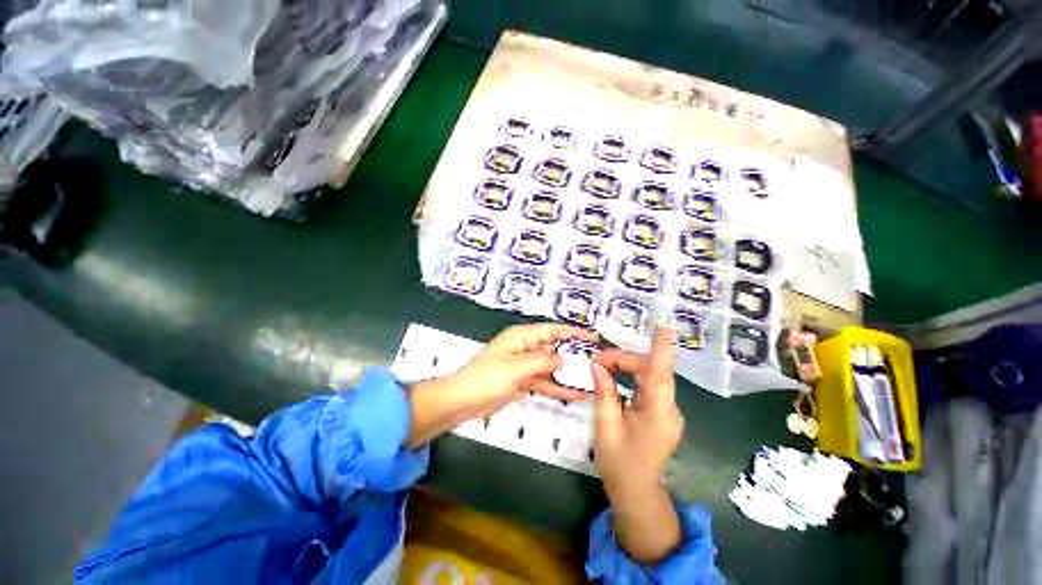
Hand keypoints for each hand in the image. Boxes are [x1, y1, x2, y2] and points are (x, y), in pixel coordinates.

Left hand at [405, 323, 597, 447]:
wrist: (463, 401)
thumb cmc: (486, 378)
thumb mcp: (516, 367)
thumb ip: (542, 362)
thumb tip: (563, 360)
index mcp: (522, 337)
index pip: (552, 330)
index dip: (573, 333)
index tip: (592, 337)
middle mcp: (525, 348)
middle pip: (554, 349)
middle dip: (573, 357)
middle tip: (596, 365)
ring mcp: (524, 366)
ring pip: (551, 368)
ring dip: (567, 376)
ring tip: (590, 383)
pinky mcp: (523, 381)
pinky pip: (544, 382)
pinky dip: (557, 388)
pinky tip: (574, 395)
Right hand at [590, 327, 684, 563]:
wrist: (636, 493)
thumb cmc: (620, 464)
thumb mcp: (606, 428)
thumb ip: (604, 393)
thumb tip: (597, 366)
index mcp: (657, 413)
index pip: (661, 374)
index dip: (662, 349)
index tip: (665, 327)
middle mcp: (668, 408)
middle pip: (650, 371)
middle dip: (622, 360)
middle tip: (595, 360)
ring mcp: (667, 410)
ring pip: (648, 376)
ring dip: (624, 366)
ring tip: (600, 365)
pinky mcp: (661, 412)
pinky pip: (647, 386)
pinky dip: (629, 377)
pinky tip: (614, 376)